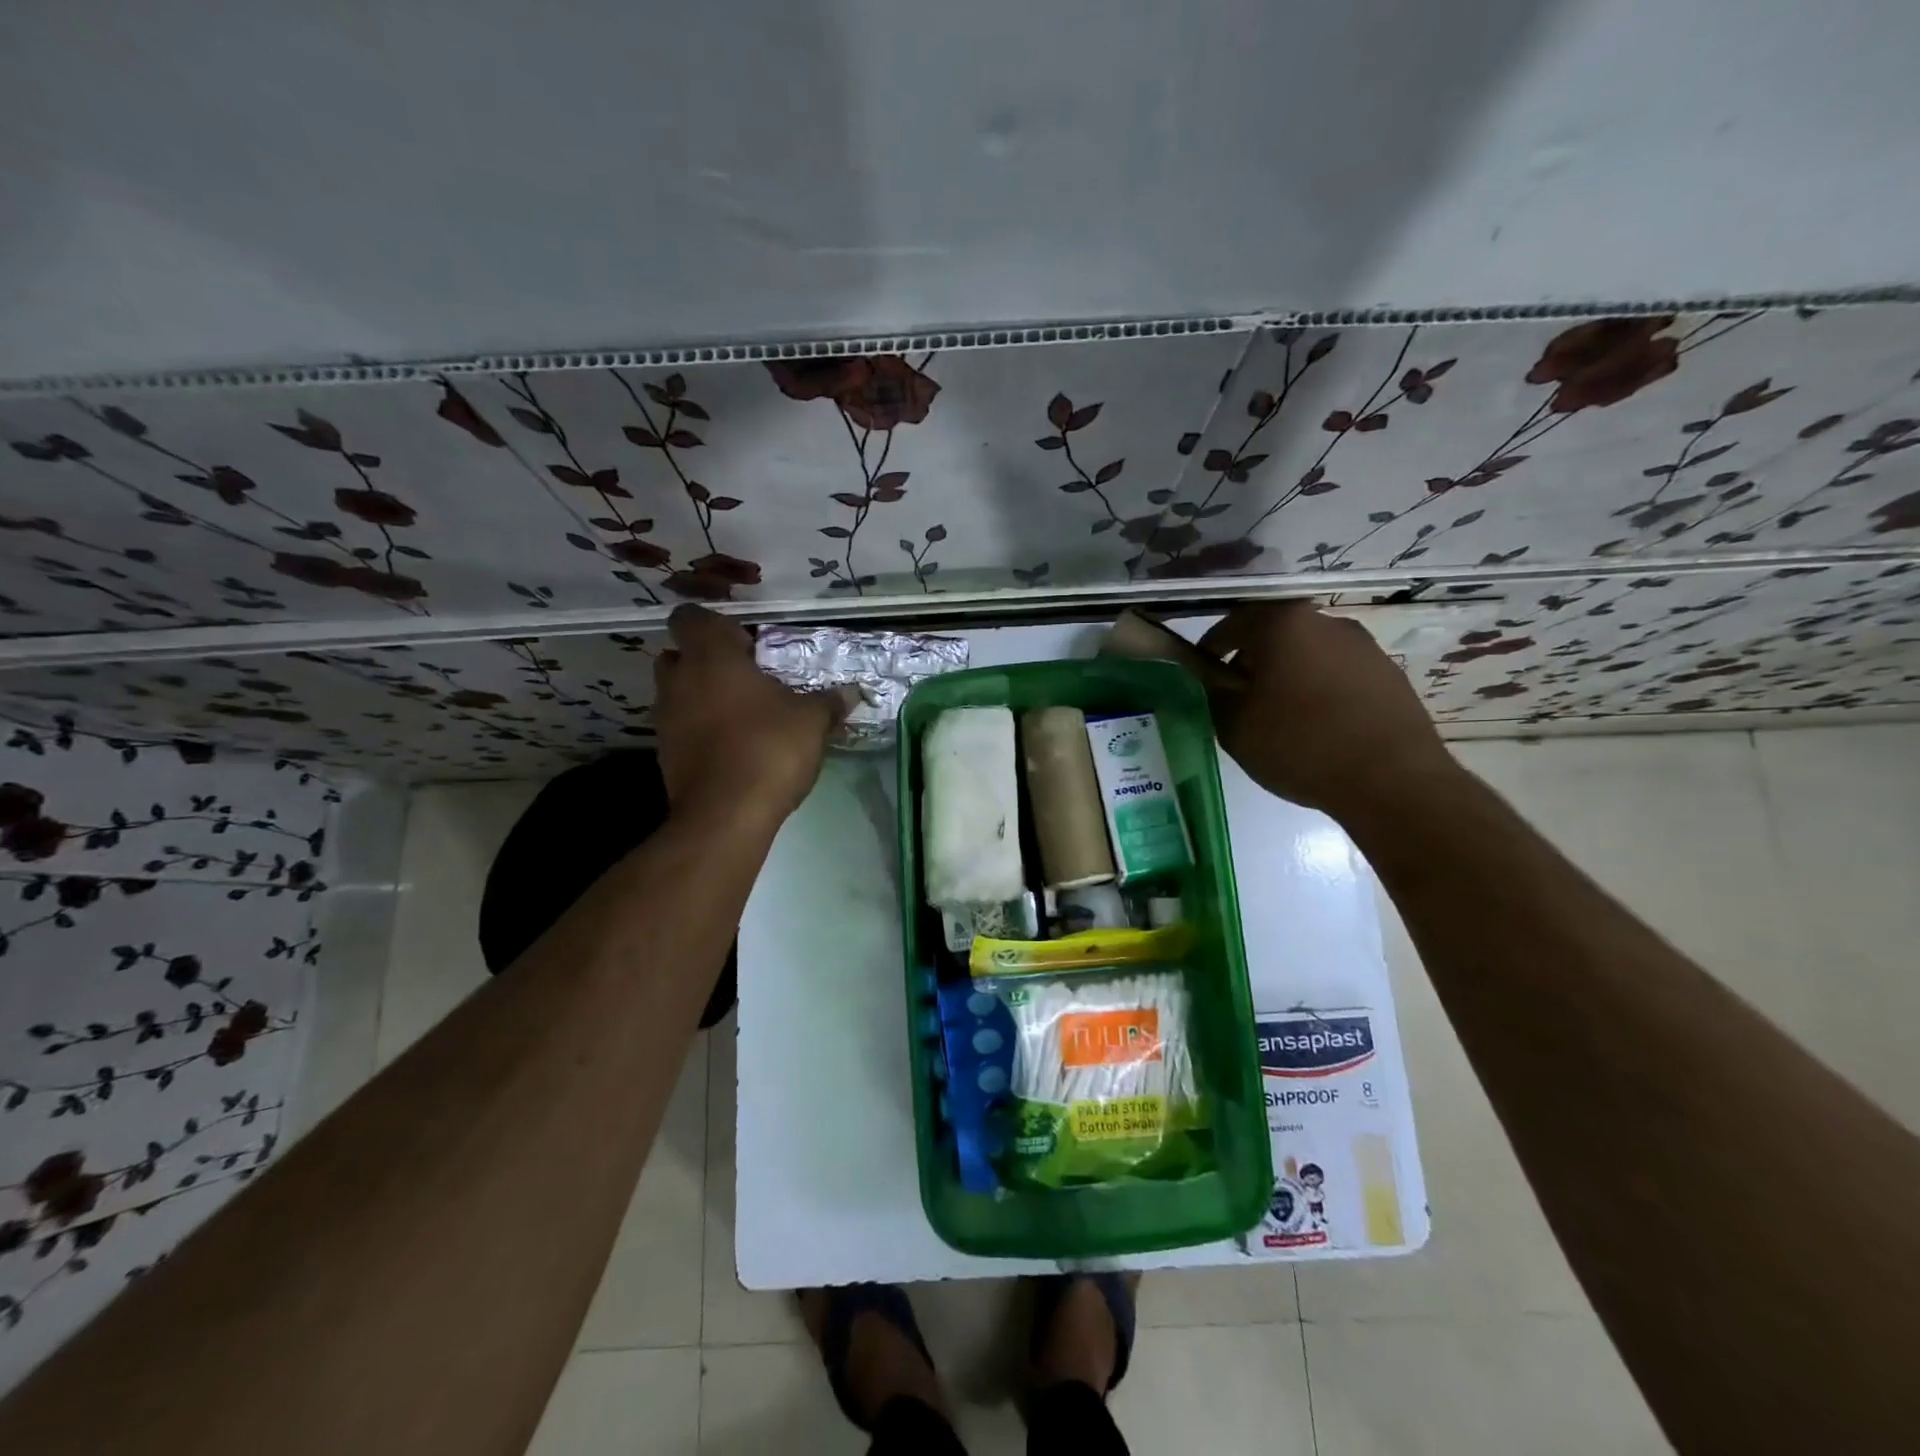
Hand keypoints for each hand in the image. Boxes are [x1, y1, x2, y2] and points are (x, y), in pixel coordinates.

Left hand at [653, 607, 855, 823]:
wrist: (725, 815)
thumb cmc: (768, 747)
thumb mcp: (811, 721)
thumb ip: (828, 701)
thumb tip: (851, 692)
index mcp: (711, 657)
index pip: (691, 617)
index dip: (715, 624)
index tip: (745, 642)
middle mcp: (679, 681)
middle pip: (679, 655)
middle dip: (705, 661)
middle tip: (744, 676)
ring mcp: (666, 720)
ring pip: (678, 694)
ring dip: (702, 697)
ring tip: (743, 714)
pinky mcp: (665, 755)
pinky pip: (682, 729)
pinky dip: (701, 730)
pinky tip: (734, 746)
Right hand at [1198, 602, 1456, 821]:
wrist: (1392, 780)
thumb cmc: (1300, 745)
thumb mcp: (1234, 725)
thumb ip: (1214, 692)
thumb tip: (1214, 678)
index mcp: (1282, 623)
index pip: (1231, 623)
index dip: (1210, 649)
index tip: (1202, 676)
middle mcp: (1326, 622)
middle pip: (1274, 635)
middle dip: (1252, 662)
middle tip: (1239, 699)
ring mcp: (1364, 646)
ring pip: (1309, 654)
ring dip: (1289, 676)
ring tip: (1281, 717)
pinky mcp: (1390, 674)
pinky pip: (1339, 674)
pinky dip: (1321, 690)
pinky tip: (1319, 727)